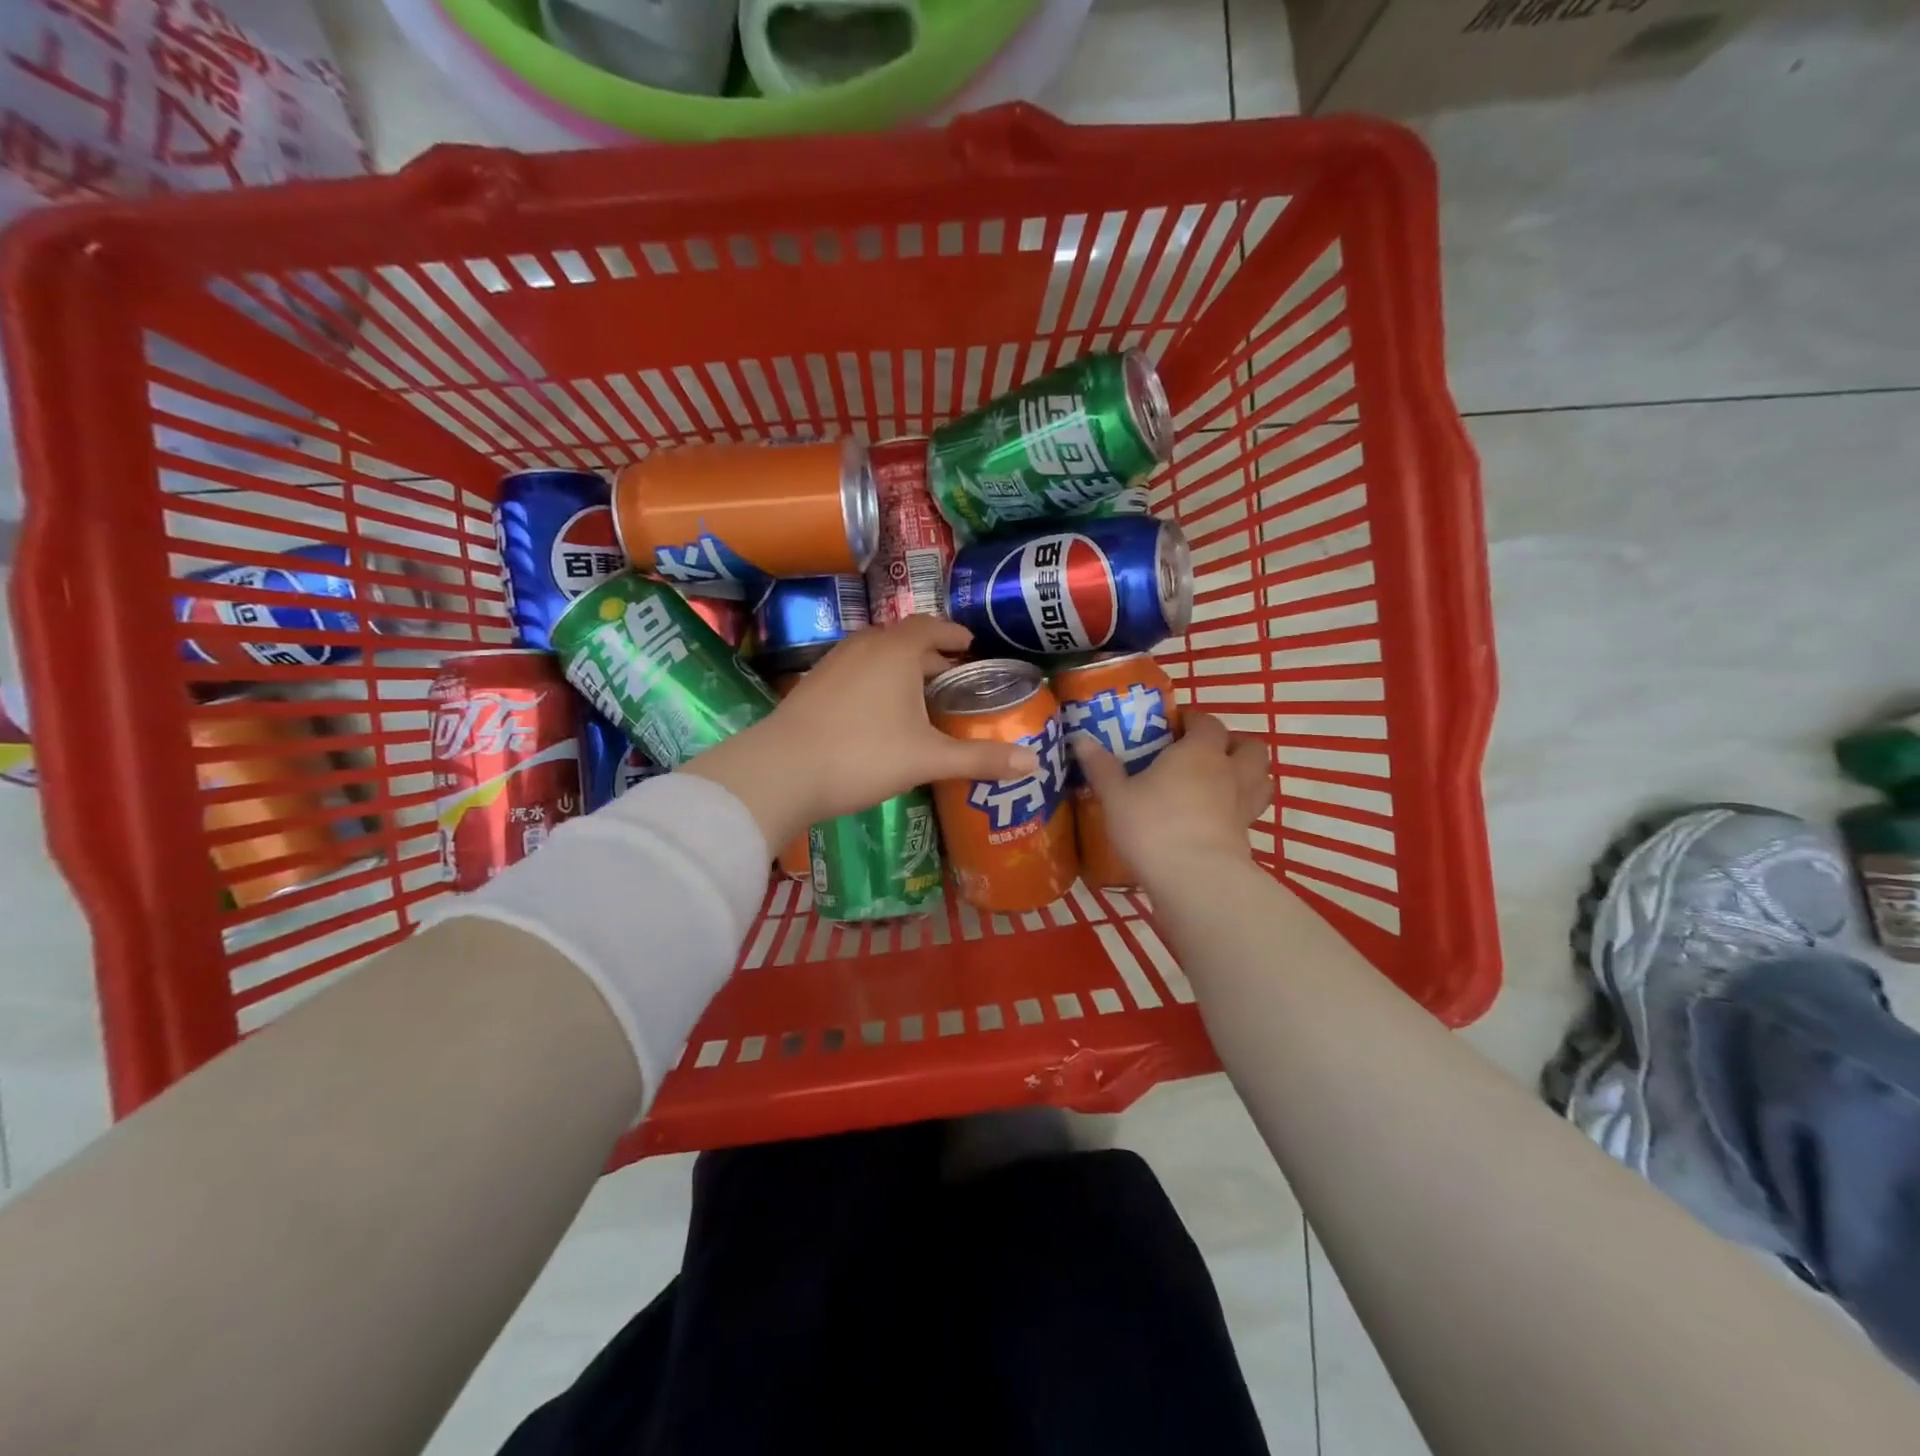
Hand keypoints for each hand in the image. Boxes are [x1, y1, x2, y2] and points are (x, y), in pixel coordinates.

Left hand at [681, 618, 1039, 850]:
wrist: (781, 771)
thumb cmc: (863, 755)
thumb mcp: (928, 759)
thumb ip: (979, 759)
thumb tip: (1032, 762)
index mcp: (896, 651)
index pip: (931, 627)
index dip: (953, 633)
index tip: (970, 644)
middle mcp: (864, 647)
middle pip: (903, 639)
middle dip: (930, 653)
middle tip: (952, 673)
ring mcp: (833, 664)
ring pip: (875, 654)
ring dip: (900, 666)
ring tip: (918, 691)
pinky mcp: (812, 685)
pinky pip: (854, 670)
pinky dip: (875, 679)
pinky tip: (877, 711)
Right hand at [1072, 711, 1273, 885]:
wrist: (1194, 879)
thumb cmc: (1152, 826)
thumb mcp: (1116, 796)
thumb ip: (1101, 767)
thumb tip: (1081, 739)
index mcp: (1199, 752)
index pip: (1208, 722)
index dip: (1194, 721)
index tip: (1174, 726)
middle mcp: (1229, 772)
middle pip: (1250, 746)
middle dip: (1234, 744)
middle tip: (1206, 752)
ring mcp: (1243, 806)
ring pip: (1261, 778)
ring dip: (1248, 774)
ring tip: (1219, 782)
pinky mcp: (1246, 837)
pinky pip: (1250, 812)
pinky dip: (1239, 809)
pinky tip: (1215, 818)